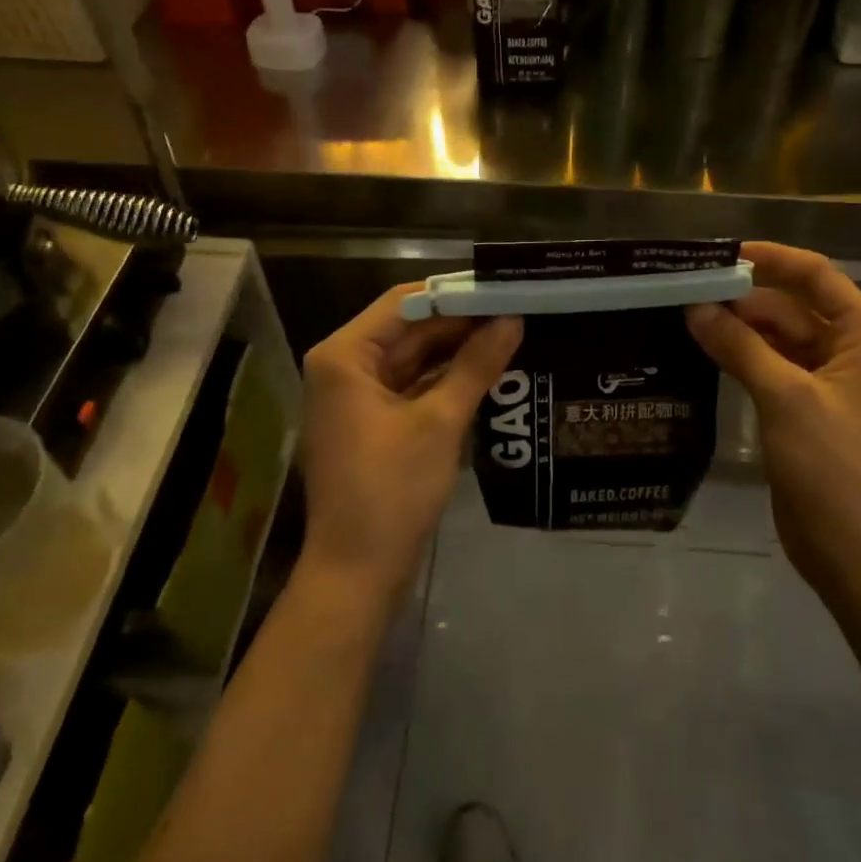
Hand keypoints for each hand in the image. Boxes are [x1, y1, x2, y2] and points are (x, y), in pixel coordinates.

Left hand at [298, 284, 522, 601]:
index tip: (501, 287)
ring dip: (457, 350)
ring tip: (511, 333)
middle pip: (409, 329)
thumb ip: (476, 364)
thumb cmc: (391, 490)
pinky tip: (487, 370)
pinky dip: (445, 378)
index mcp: (345, 355)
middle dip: (461, 322)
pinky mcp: (372, 423)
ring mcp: (356, 397)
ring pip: (413, 358)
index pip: (405, 302)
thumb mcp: (440, 421)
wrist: (356, 574)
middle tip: (516, 310)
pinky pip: (412, 386)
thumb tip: (513, 320)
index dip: (455, 294)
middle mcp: (344, 367)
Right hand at [687, 242, 860, 594]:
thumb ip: (739, 346)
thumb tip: (695, 307)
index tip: (719, 254)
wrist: (854, 550)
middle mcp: (850, 348)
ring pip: (776, 336)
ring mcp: (827, 380)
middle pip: (790, 306)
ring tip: (684, 316)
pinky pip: (770, 365)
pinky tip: (701, 350)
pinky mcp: (805, 406)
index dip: (770, 259)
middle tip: (685, 290)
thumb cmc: (832, 466)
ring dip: (737, 328)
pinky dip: (741, 356)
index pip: (815, 275)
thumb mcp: (784, 397)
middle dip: (742, 298)